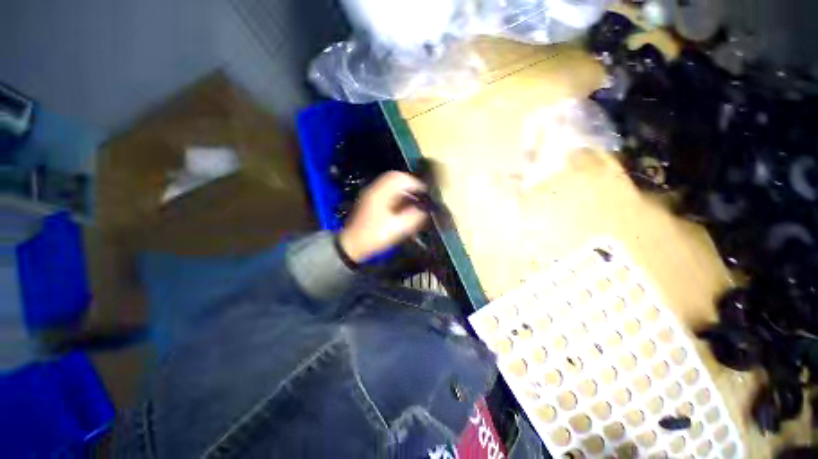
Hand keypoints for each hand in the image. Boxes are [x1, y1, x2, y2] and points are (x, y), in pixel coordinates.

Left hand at [339, 171, 427, 262]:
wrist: (353, 245)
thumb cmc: (373, 236)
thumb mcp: (396, 228)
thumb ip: (412, 218)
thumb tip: (423, 211)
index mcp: (380, 194)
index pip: (399, 178)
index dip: (415, 183)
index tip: (424, 192)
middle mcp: (375, 191)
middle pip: (395, 179)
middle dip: (410, 185)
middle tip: (420, 195)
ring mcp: (372, 196)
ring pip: (391, 186)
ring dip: (404, 191)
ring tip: (414, 201)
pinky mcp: (372, 203)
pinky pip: (388, 193)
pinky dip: (398, 197)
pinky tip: (404, 207)